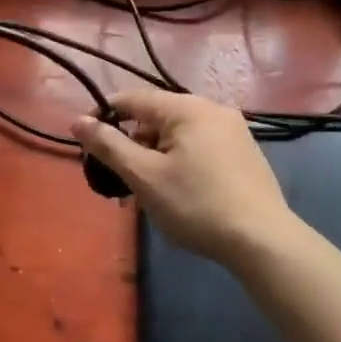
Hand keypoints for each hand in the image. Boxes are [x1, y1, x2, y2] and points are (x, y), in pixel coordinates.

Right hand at [71, 91, 294, 266]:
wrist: (262, 241)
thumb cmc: (196, 204)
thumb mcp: (144, 176)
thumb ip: (109, 145)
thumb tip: (78, 121)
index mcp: (187, 107)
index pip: (133, 99)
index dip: (104, 115)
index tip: (85, 140)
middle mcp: (212, 108)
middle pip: (157, 117)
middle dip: (132, 142)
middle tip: (118, 176)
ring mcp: (234, 130)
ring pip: (179, 134)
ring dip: (155, 154)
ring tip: (145, 189)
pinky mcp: (245, 153)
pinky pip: (200, 146)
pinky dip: (180, 160)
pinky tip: (178, 190)